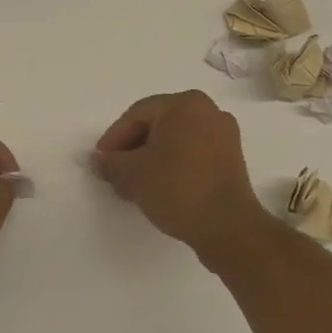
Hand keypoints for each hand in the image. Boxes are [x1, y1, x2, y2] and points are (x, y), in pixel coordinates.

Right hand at [92, 90, 273, 259]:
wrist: (227, 228)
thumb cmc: (177, 188)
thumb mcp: (133, 174)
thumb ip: (110, 162)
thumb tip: (99, 160)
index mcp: (185, 104)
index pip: (137, 115)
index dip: (114, 138)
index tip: (101, 162)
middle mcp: (208, 111)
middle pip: (157, 125)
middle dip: (132, 149)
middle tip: (115, 173)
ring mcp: (224, 136)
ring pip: (175, 141)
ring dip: (151, 159)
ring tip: (133, 185)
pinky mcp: (231, 160)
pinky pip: (192, 154)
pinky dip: (172, 165)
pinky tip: (158, 187)